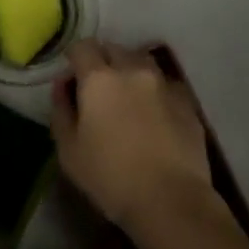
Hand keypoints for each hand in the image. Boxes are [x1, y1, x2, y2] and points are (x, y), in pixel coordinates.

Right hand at [50, 40, 219, 232]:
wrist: (171, 201)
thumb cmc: (111, 178)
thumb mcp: (69, 151)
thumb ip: (61, 111)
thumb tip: (62, 86)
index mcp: (99, 78)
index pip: (82, 47)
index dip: (74, 57)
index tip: (72, 78)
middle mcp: (132, 70)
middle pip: (113, 49)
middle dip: (102, 61)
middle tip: (97, 89)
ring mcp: (163, 83)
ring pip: (142, 62)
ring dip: (130, 72)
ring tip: (127, 98)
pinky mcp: (187, 102)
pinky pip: (165, 84)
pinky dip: (154, 91)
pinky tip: (153, 115)